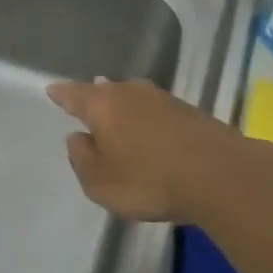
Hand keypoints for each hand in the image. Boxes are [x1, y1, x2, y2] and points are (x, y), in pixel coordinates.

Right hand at [47, 79, 264, 223]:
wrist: (220, 175)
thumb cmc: (148, 180)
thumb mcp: (100, 183)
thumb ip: (82, 159)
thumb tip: (77, 138)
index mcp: (103, 105)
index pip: (74, 95)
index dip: (61, 94)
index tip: (52, 90)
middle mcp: (131, 93)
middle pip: (106, 91)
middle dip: (95, 96)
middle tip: (85, 100)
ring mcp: (164, 99)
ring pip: (133, 98)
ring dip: (124, 107)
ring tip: (115, 113)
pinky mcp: (190, 113)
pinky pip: (156, 112)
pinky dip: (147, 119)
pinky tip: (149, 131)